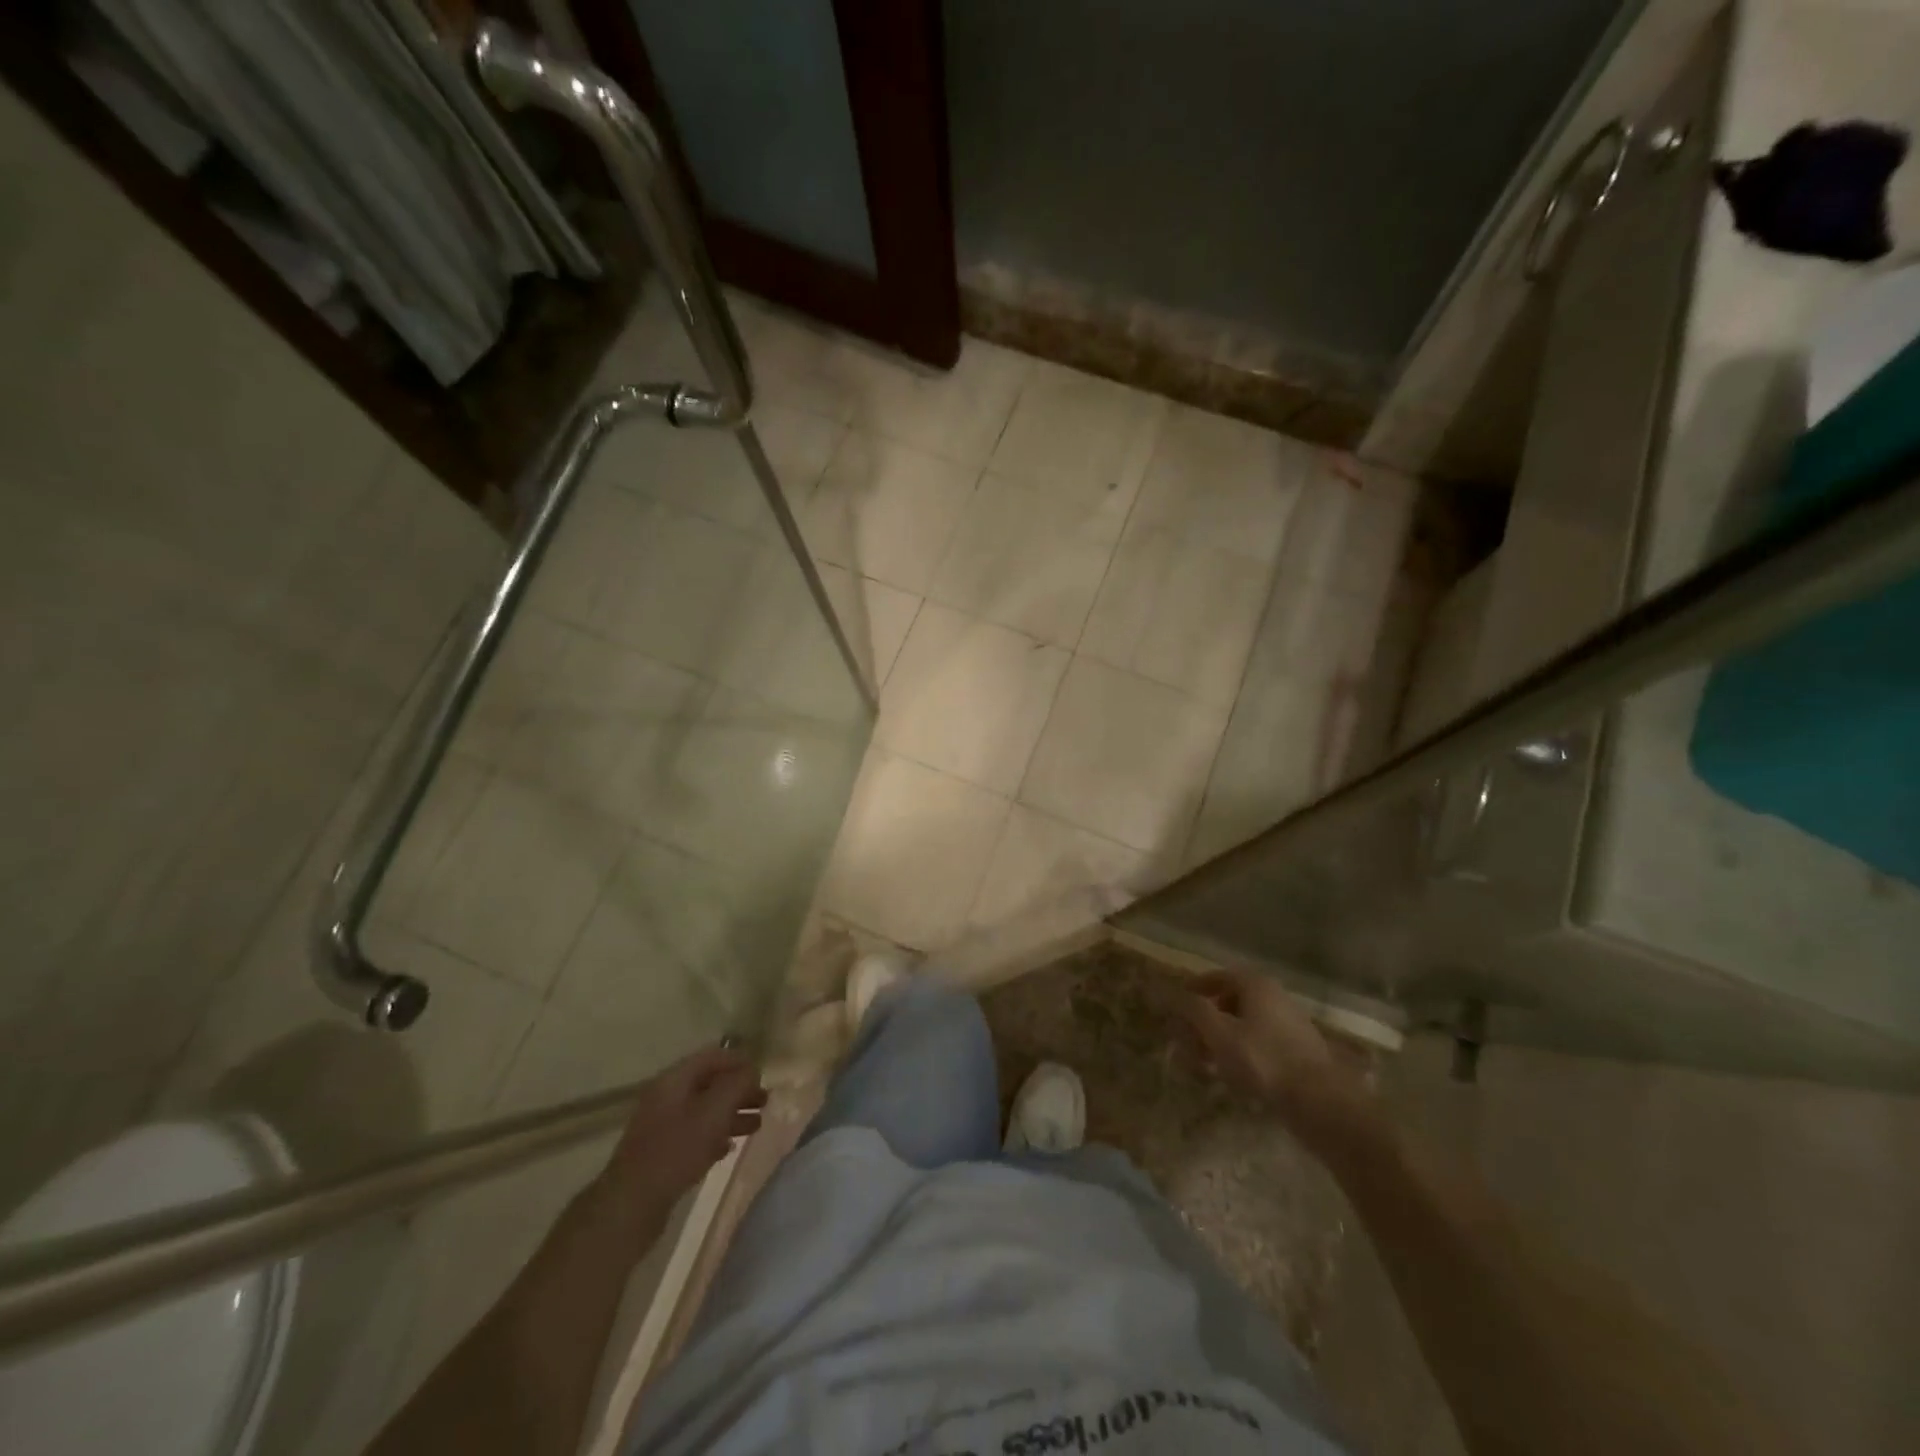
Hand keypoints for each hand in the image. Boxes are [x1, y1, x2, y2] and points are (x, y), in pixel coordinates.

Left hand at [592, 1044, 765, 1233]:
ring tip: (756, 1126)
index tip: (763, 1074)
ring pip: (704, 1110)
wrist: (631, 1205)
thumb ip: (737, 1085)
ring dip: (731, 1114)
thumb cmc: (676, 1150)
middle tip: (764, 1101)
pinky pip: (694, 1135)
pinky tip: (728, 1148)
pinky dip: (715, 1135)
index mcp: (674, 1080)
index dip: (739, 1061)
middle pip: (709, 1083)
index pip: (712, 1056)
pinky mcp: (661, 1153)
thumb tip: (752, 1070)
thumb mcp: (714, 1112)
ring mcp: (662, 1126)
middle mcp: (666, 1097)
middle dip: (739, 1090)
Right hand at [1177, 969, 1376, 1153]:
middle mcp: (1274, 997)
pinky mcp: (1298, 1051)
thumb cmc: (1264, 1060)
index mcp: (1256, 985)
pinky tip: (1232, 1076)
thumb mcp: (1219, 1033)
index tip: (1175, 1007)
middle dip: (1204, 1019)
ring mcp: (1289, 1024)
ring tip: (1204, 1063)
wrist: (1322, 1102)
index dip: (1192, 990)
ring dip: (1220, 1039)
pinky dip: (1240, 1052)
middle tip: (1186, 1041)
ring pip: (1244, 1024)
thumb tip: (1168, 990)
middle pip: (1230, 1001)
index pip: (1216, 977)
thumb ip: (1192, 1009)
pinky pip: (1259, 1043)